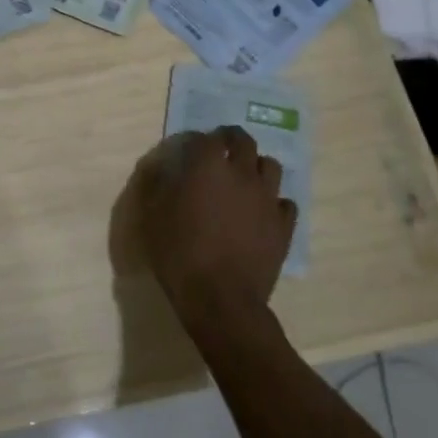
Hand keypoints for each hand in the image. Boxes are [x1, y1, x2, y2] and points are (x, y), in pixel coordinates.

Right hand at [118, 127, 296, 335]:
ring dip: (256, 166)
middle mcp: (242, 174)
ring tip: (244, 180)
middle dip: (231, 140)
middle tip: (221, 151)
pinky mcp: (284, 225)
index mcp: (207, 167)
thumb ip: (158, 186)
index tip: (189, 149)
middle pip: (244, 141)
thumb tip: (162, 168)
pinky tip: (262, 213)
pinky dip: (273, 202)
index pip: (206, 138)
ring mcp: (267, 198)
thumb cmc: (179, 255)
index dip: (197, 140)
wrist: (221, 299)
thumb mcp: (152, 218)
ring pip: (270, 166)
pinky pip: (285, 202)